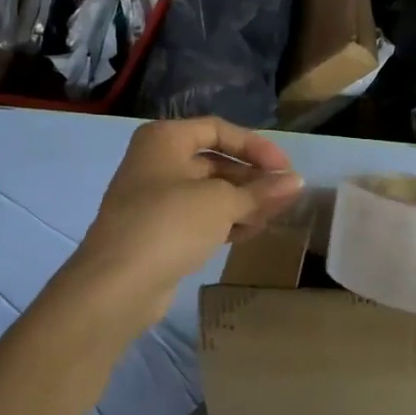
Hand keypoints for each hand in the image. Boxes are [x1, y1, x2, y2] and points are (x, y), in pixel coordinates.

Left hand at [65, 118, 303, 326]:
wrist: (117, 285)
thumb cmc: (169, 224)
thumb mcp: (221, 202)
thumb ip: (261, 191)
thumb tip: (298, 181)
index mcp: (165, 139)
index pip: (219, 129)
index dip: (256, 146)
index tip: (286, 169)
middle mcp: (156, 162)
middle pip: (215, 161)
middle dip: (251, 178)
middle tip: (284, 196)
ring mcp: (154, 198)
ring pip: (209, 192)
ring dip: (242, 202)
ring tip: (274, 217)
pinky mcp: (157, 231)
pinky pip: (199, 217)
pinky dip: (225, 221)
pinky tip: (250, 232)